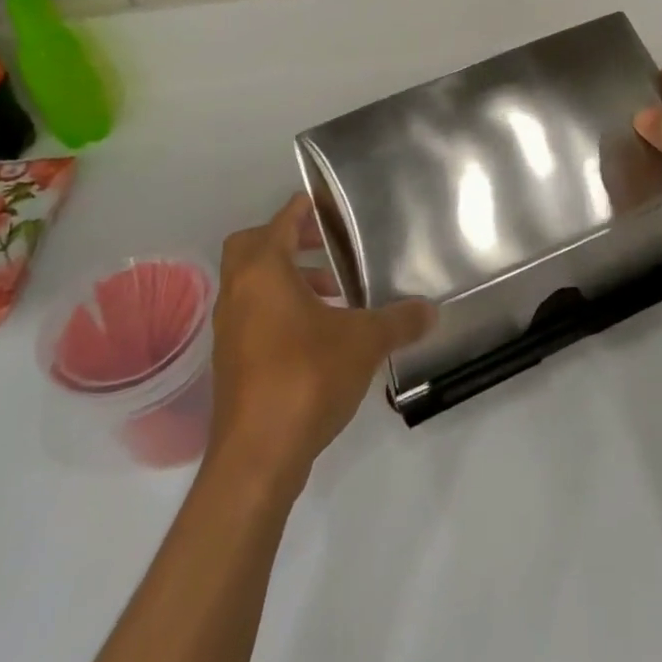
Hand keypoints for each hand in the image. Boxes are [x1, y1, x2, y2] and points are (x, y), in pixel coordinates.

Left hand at [206, 194, 434, 486]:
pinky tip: (319, 335)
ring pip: (253, 285)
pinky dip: (281, 311)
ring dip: (288, 280)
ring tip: (334, 295)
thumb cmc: (306, 377)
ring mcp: (230, 330)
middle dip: (288, 241)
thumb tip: (431, 310)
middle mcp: (238, 293)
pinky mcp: (232, 362)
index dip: (303, 209)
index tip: (326, 205)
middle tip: (327, 248)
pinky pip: (254, 317)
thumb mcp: (364, 343)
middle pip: (253, 247)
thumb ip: (398, 321)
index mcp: (263, 272)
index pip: (280, 222)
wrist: (257, 457)